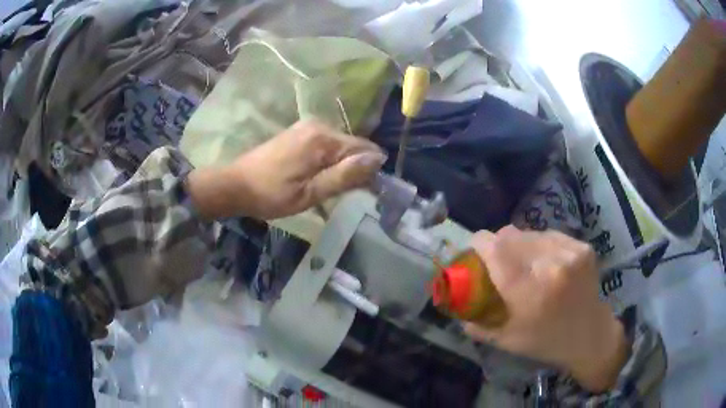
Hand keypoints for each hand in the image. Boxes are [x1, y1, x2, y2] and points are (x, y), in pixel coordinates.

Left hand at [187, 119, 385, 219]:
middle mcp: (318, 125)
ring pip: (339, 146)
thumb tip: (377, 160)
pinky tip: (317, 176)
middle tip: (343, 194)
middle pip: (352, 146)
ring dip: (341, 165)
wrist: (235, 185)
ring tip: (328, 187)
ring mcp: (307, 127)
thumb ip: (344, 176)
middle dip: (354, 167)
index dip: (369, 170)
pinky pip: (325, 144)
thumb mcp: (310, 193)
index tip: (363, 191)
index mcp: (323, 138)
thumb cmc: (271, 194)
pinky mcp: (298, 132)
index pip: (364, 148)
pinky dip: (328, 160)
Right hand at [464, 226, 628, 392]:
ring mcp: (569, 252)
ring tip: (525, 265)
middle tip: (498, 263)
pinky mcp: (581, 247)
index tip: (473, 249)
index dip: (478, 243)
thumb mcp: (506, 341)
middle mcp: (550, 264)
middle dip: (497, 245)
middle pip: (510, 235)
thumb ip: (477, 323)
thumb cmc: (546, 342)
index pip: (495, 247)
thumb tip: (456, 306)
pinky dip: (540, 245)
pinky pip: (549, 235)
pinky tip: (545, 263)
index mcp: (529, 290)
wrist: (590, 335)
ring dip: (520, 245)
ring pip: (530, 233)